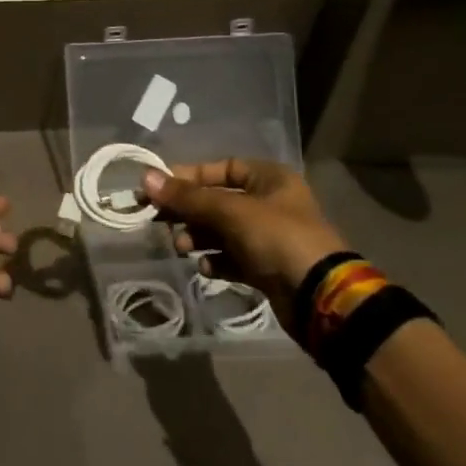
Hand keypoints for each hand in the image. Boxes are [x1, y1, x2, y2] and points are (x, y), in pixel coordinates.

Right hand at [141, 160, 348, 322]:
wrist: (320, 298)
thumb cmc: (277, 238)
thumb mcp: (229, 211)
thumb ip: (187, 196)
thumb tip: (145, 178)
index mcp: (269, 179)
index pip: (221, 168)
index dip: (189, 176)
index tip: (160, 188)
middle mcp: (270, 203)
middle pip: (217, 200)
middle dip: (188, 211)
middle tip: (158, 219)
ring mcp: (269, 237)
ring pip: (221, 230)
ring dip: (197, 237)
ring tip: (182, 247)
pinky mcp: (266, 268)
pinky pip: (232, 257)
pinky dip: (216, 261)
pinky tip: (206, 267)